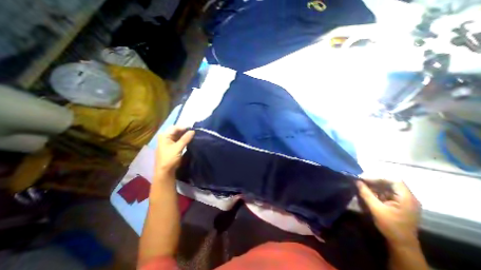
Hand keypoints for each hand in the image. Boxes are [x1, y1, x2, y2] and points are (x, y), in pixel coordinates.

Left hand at [156, 126, 196, 178]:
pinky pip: (180, 140)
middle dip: (185, 131)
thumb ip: (185, 139)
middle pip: (177, 131)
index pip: (175, 128)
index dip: (184, 127)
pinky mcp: (173, 146)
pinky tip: (191, 140)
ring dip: (186, 135)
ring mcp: (170, 142)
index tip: (193, 129)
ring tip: (194, 136)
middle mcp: (166, 137)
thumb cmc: (169, 159)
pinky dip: (185, 139)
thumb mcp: (178, 148)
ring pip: (179, 135)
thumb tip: (193, 131)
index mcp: (164, 136)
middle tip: (195, 132)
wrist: (165, 172)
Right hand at [357, 178, 421, 247]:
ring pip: (387, 187)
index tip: (364, 179)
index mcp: (406, 198)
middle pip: (390, 183)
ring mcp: (403, 201)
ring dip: (374, 186)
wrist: (401, 243)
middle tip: (360, 181)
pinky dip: (376, 191)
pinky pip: (386, 193)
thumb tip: (357, 181)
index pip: (394, 180)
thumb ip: (366, 193)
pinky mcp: (398, 204)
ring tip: (362, 186)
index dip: (378, 177)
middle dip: (374, 181)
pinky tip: (368, 192)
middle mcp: (407, 197)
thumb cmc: (390, 226)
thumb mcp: (376, 209)